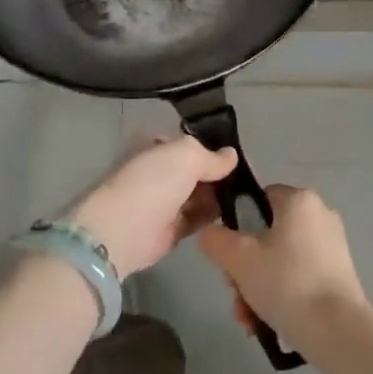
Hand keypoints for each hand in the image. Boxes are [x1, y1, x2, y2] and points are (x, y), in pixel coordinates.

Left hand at [67, 137, 238, 278]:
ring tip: (248, 194)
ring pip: (199, 194)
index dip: (212, 146)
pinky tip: (236, 213)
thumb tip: (232, 155)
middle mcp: (160, 171)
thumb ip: (211, 156)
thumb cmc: (154, 181)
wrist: (124, 230)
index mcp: (157, 146)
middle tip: (249, 176)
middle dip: (218, 172)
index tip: (238, 152)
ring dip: (219, 194)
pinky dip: (214, 216)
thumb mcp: (187, 155)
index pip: (189, 143)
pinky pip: (198, 218)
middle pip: (196, 169)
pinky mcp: (171, 229)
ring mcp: (165, 201)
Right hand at [198, 185, 369, 355]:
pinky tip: (268, 325)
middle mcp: (319, 214)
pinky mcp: (340, 274)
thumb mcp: (239, 260)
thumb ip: (217, 240)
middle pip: (268, 235)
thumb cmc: (287, 283)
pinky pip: (300, 277)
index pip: (259, 199)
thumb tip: (210, 233)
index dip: (237, 225)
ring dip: (259, 288)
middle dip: (245, 269)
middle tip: (235, 295)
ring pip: (282, 261)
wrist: (338, 331)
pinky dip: (282, 296)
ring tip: (249, 321)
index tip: (228, 256)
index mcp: (299, 200)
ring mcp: (332, 245)